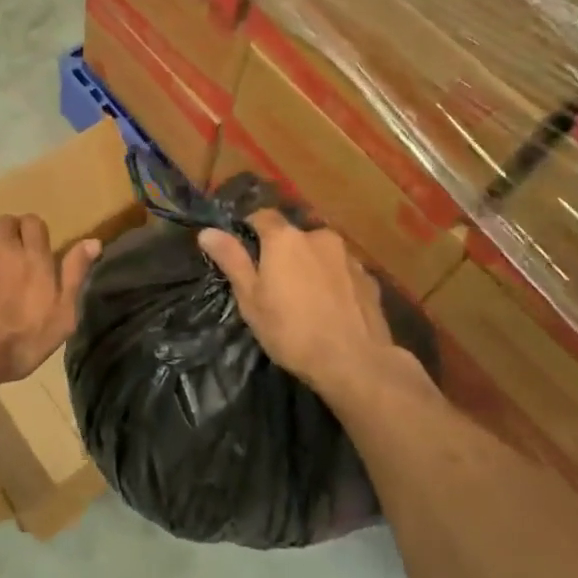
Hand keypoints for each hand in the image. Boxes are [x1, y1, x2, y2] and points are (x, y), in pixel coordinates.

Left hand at [0, 215, 100, 409]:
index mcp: (33, 257)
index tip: (33, 250)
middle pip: (6, 221)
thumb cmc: (17, 342)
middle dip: (9, 233)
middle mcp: (2, 245)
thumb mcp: (60, 317)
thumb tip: (93, 241)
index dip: (34, 233)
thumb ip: (74, 276)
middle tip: (9, 257)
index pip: (34, 223)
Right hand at [197, 210, 414, 403]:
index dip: (250, 229)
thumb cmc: (291, 330)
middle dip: (284, 252)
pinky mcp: (370, 279)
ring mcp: (349, 257)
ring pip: (321, 253)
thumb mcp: (251, 299)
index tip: (244, 251)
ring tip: (306, 298)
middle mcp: (318, 236)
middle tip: (275, 283)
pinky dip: (334, 281)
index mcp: (285, 239)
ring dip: (311, 266)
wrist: (355, 362)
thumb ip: (232, 260)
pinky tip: (331, 308)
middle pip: (294, 236)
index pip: (262, 216)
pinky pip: (343, 272)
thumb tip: (207, 231)